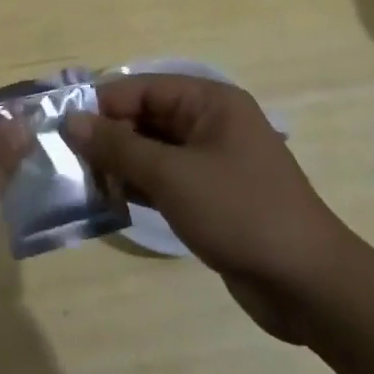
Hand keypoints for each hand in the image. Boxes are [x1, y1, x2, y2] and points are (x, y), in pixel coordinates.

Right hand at [64, 74, 360, 341]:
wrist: (309, 285)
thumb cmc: (240, 213)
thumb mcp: (172, 175)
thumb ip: (118, 146)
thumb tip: (71, 121)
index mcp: (209, 102)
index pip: (141, 88)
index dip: (102, 105)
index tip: (63, 128)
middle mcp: (211, 123)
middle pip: (146, 116)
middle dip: (109, 136)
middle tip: (68, 160)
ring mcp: (213, 161)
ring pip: (153, 149)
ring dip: (120, 163)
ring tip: (82, 182)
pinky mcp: (212, 195)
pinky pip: (165, 178)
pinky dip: (139, 185)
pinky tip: (110, 200)